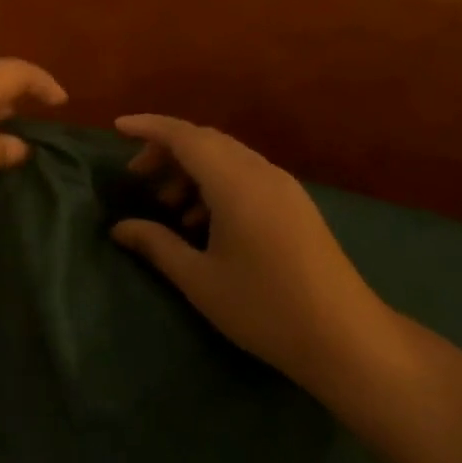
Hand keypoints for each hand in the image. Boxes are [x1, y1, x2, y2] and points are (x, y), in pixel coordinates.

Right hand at [110, 115, 390, 392]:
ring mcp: (284, 187)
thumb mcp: (200, 279)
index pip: (185, 136)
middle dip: (168, 151)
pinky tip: (204, 223)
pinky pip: (247, 176)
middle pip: (207, 141)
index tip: (118, 127)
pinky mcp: (295, 204)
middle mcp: (261, 172)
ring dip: (193, 170)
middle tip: (137, 176)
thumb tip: (120, 228)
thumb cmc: (264, 307)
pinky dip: (217, 185)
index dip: (149, 127)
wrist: (344, 335)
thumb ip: (157, 245)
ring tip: (168, 207)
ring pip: (228, 158)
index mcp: (235, 182)